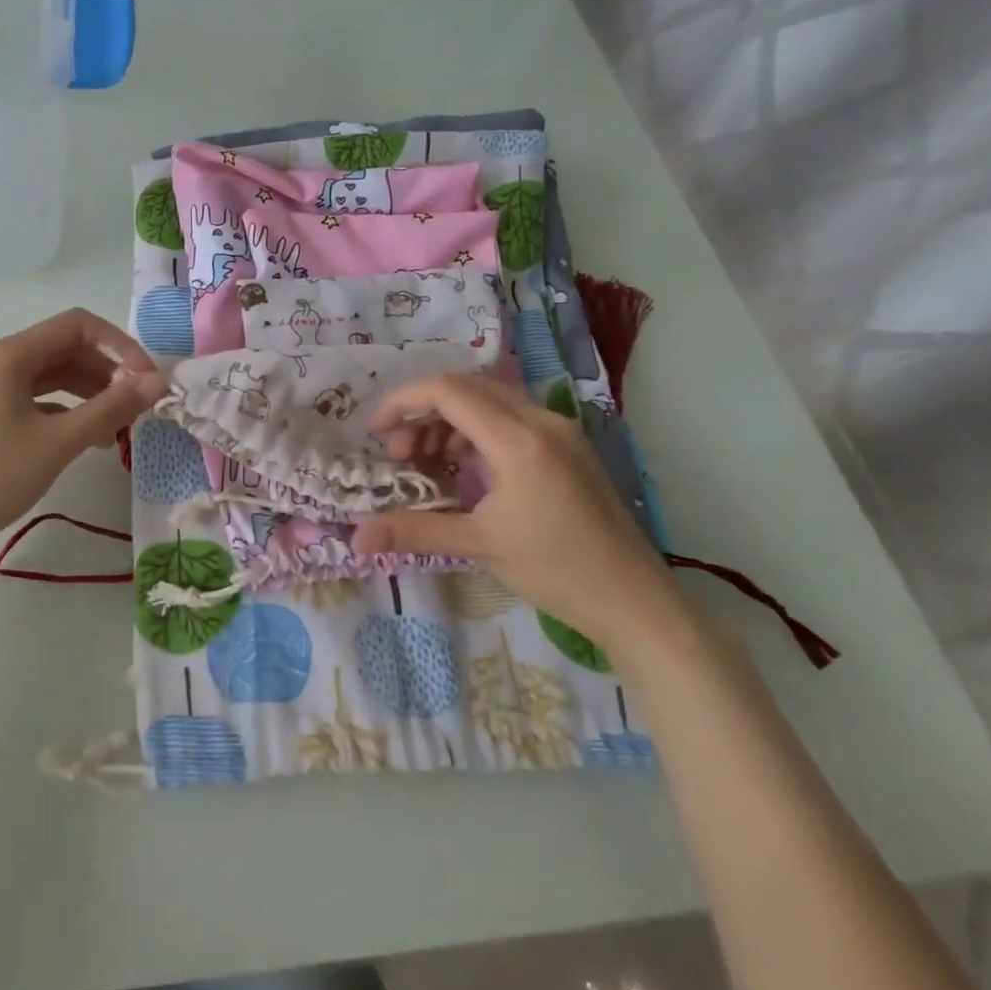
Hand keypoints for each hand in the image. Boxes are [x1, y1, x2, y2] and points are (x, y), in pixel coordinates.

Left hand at [0, 308, 161, 558]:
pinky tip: (87, 439)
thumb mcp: (59, 442)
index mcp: (9, 355)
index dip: (120, 345)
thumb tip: (159, 381)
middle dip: (106, 372)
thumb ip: (112, 408)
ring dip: (89, 393)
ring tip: (118, 427)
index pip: (78, 326)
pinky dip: (64, 410)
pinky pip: (33, 398)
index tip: (146, 380)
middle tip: (137, 407)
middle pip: (64, 349)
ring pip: (50, 376)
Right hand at [353, 374, 689, 660]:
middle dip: (422, 414)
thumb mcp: (478, 545)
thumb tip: (355, 538)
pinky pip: (510, 420)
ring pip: (489, 402)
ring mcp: (559, 431)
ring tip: (426, 465)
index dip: (403, 402)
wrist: (635, 600)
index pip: (448, 392)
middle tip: (399, 455)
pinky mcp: (568, 447)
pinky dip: (475, 434)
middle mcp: (541, 421)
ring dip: (448, 424)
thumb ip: (414, 531)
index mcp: (519, 439)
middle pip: (467, 389)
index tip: (375, 432)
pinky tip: (464, 471)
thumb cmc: (556, 570)